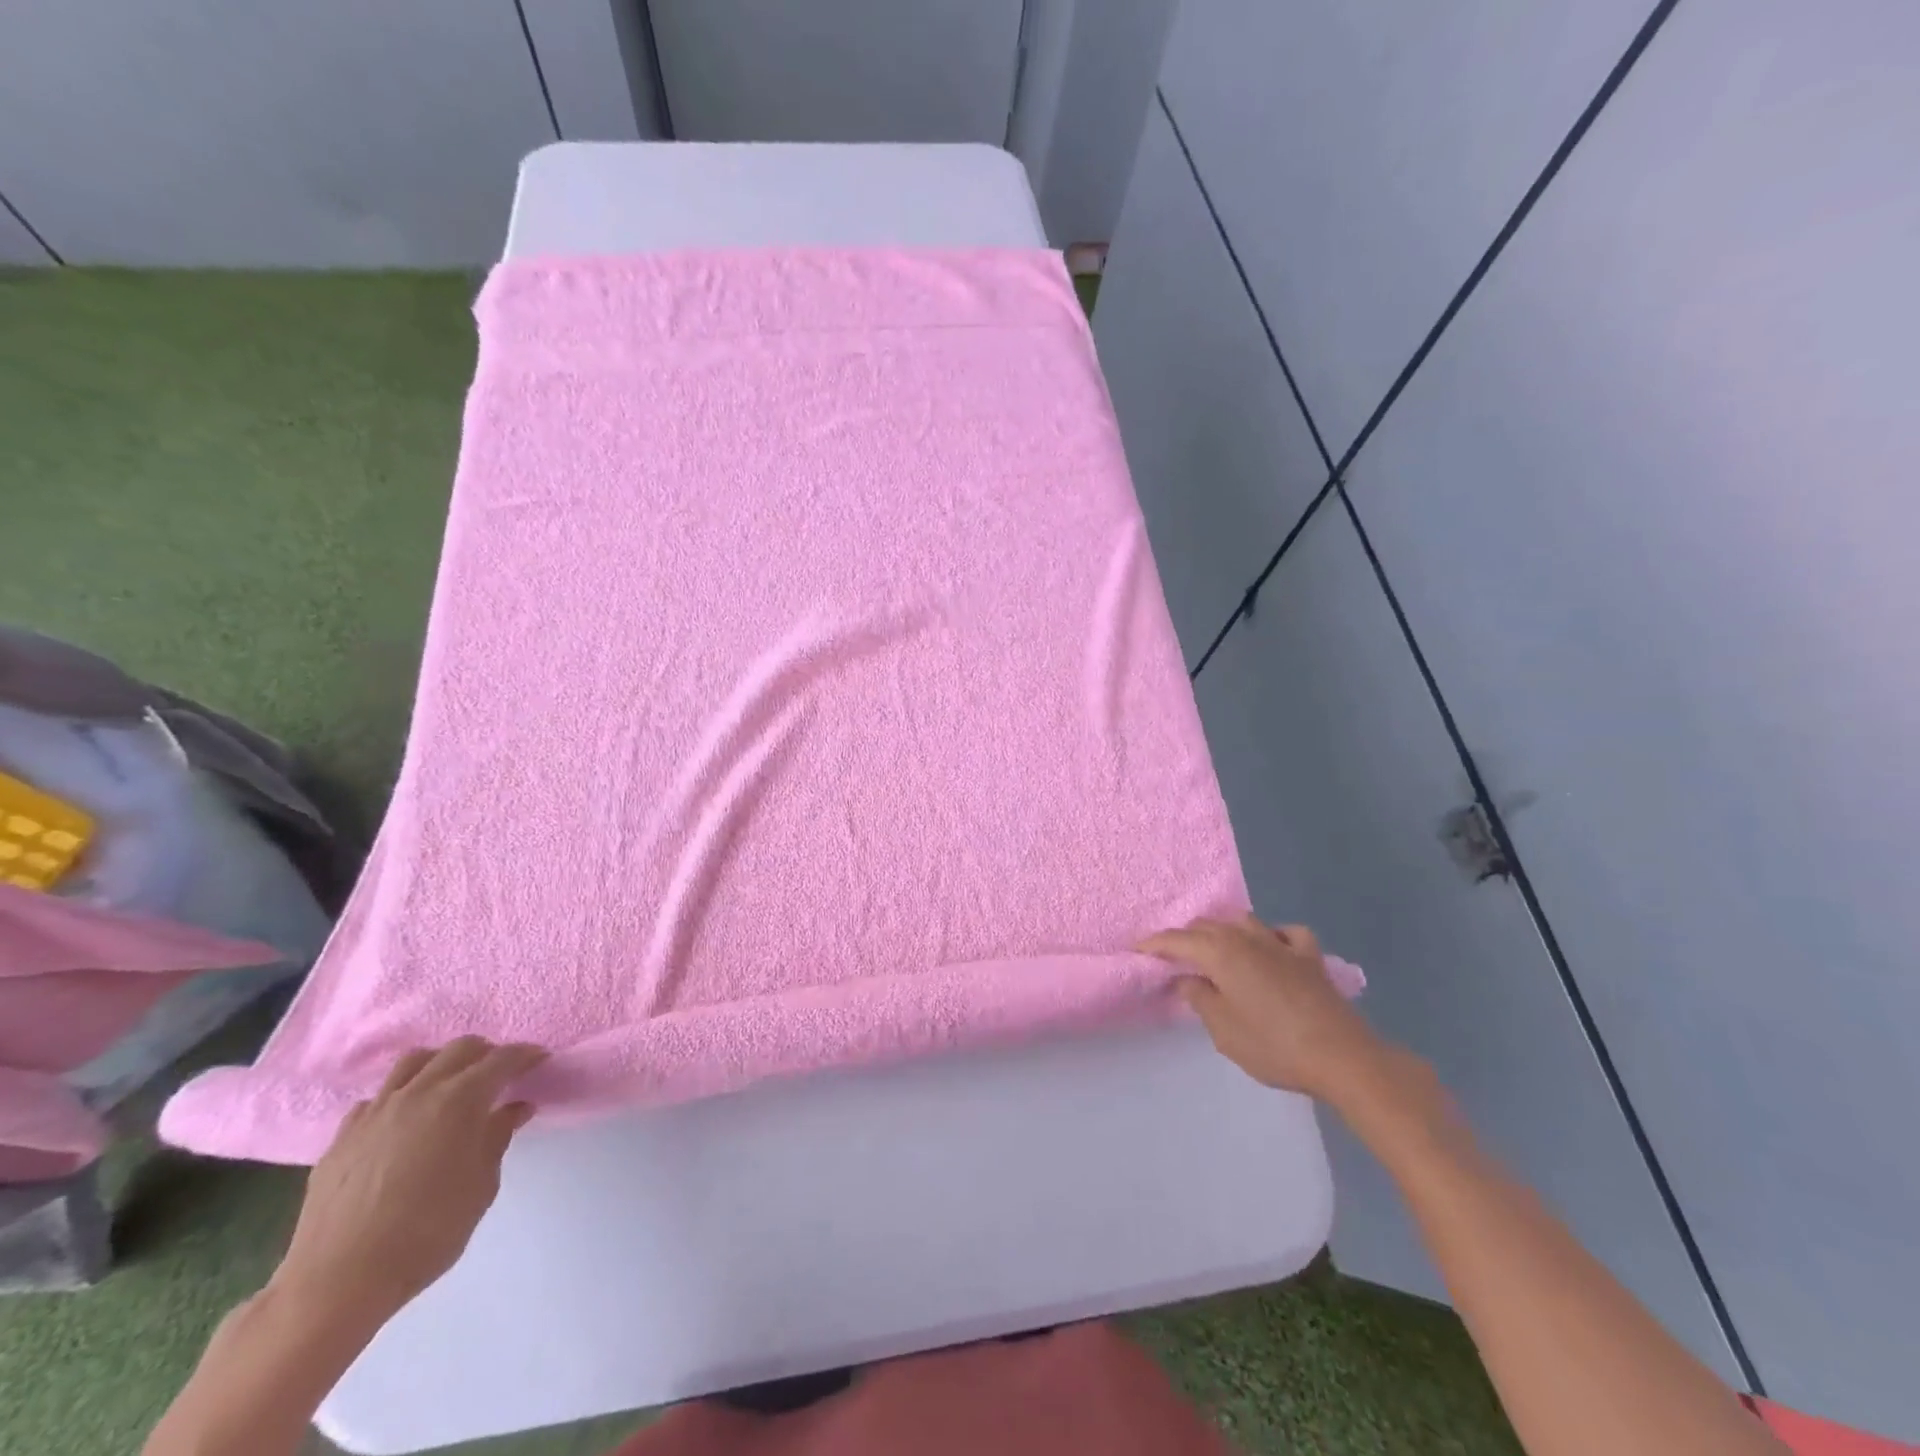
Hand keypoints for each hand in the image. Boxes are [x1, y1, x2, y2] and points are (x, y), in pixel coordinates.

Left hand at [272, 1038, 546, 1328]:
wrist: (337, 1282)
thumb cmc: (426, 1233)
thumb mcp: (481, 1186)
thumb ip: (497, 1138)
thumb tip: (513, 1109)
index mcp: (459, 1100)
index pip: (502, 1059)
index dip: (525, 1056)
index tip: (539, 1060)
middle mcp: (418, 1093)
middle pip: (459, 1049)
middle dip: (486, 1053)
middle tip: (500, 1074)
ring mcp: (375, 1111)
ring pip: (414, 1061)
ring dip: (441, 1064)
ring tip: (451, 1087)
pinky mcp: (343, 1136)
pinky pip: (378, 1098)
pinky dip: (400, 1098)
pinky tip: (404, 1123)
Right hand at [1140, 916, 1386, 1105]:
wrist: (1341, 1056)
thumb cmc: (1273, 1045)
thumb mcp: (1223, 1030)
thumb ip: (1200, 998)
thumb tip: (1187, 979)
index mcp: (1220, 952)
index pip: (1176, 940)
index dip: (1153, 945)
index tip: (1136, 951)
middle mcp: (1247, 937)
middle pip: (1207, 926)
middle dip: (1185, 937)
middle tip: (1172, 957)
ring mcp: (1281, 943)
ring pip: (1242, 922)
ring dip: (1223, 931)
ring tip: (1215, 949)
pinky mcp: (1309, 956)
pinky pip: (1284, 933)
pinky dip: (1272, 936)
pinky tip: (1271, 948)